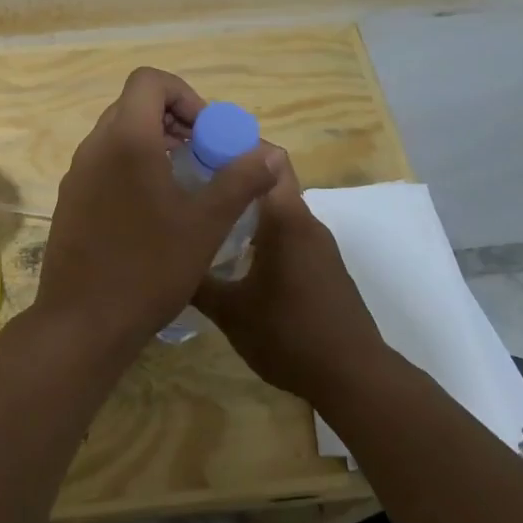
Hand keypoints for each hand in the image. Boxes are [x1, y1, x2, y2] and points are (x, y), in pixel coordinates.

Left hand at [35, 68, 280, 342]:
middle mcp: (94, 147)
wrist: (83, 322)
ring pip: (117, 136)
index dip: (184, 95)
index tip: (206, 132)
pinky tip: (154, 211)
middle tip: (202, 155)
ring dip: (153, 144)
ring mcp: (77, 175)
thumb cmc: (149, 268)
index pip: (148, 81)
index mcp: (125, 140)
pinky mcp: (70, 200)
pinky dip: (132, 168)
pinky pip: (104, 164)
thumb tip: (270, 154)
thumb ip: (239, 181)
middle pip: (133, 106)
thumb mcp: (205, 224)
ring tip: (184, 183)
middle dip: (173, 120)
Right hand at [191, 153, 391, 402]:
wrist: (354, 377)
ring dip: (245, 208)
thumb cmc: (289, 335)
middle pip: (268, 180)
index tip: (198, 150)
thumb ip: (196, 281)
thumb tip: (167, 262)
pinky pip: (287, 233)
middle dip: (232, 177)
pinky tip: (234, 256)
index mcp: (286, 219)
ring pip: (277, 209)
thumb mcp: (230, 311)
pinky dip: (261, 232)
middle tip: (190, 186)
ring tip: (205, 218)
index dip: (235, 145)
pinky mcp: (323, 266)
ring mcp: (318, 245)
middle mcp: (305, 222)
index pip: (267, 157)